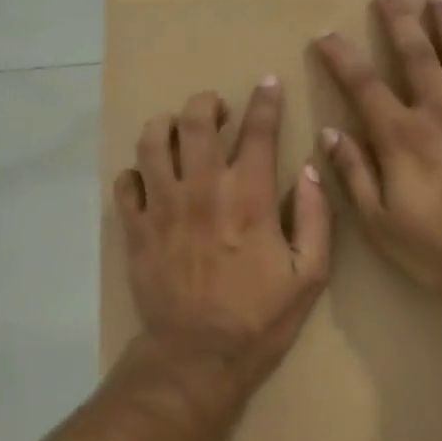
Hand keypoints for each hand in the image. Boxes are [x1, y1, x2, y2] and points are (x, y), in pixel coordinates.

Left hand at [114, 79, 331, 393]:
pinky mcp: (135, 227)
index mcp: (250, 197)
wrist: (197, 357)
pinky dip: (135, 173)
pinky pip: (125, 182)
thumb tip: (311, 169)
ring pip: (152, 141)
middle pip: (196, 120)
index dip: (266, 100)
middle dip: (207, 103)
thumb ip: (316, 218)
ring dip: (165, 125)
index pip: (259, 130)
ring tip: (177, 131)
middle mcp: (203, 189)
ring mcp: (163, 206)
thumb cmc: (259, 318)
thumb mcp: (309, 275)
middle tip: (217, 110)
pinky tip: (148, 180)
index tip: (267, 83)